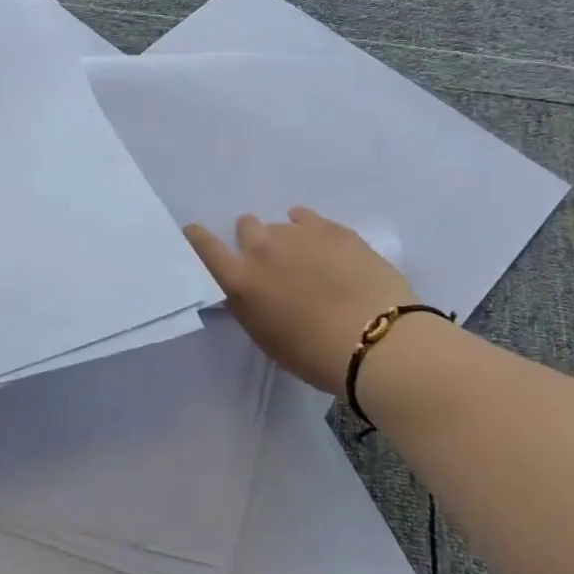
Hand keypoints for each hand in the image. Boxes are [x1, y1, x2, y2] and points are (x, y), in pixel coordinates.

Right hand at [184, 208, 416, 395]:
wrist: (377, 341)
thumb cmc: (316, 355)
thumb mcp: (267, 338)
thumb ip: (251, 305)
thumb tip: (252, 288)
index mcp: (240, 282)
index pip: (204, 248)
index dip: (197, 238)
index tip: (196, 233)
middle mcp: (262, 249)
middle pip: (245, 226)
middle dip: (254, 240)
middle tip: (274, 263)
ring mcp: (298, 233)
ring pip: (280, 223)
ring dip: (286, 238)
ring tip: (309, 261)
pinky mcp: (331, 227)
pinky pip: (307, 218)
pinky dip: (309, 229)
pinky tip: (323, 246)